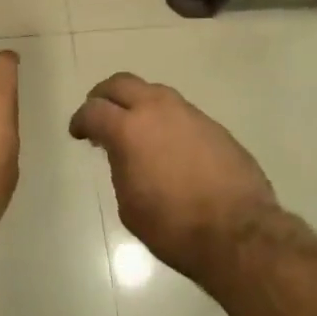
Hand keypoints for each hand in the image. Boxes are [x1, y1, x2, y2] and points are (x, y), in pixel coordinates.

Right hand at [69, 74, 276, 278]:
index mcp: (129, 129)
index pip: (94, 110)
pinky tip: (167, 143)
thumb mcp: (130, 204)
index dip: (80, 120)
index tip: (78, 132)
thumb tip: (124, 154)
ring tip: (133, 126)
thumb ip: (121, 167)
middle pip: (122, 84)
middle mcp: (158, 110)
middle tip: (98, 112)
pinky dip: (164, 119)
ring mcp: (189, 114)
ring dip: (137, 103)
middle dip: (104, 95)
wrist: (238, 232)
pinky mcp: (213, 125)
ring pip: (154, 92)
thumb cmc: (174, 226)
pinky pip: (180, 111)